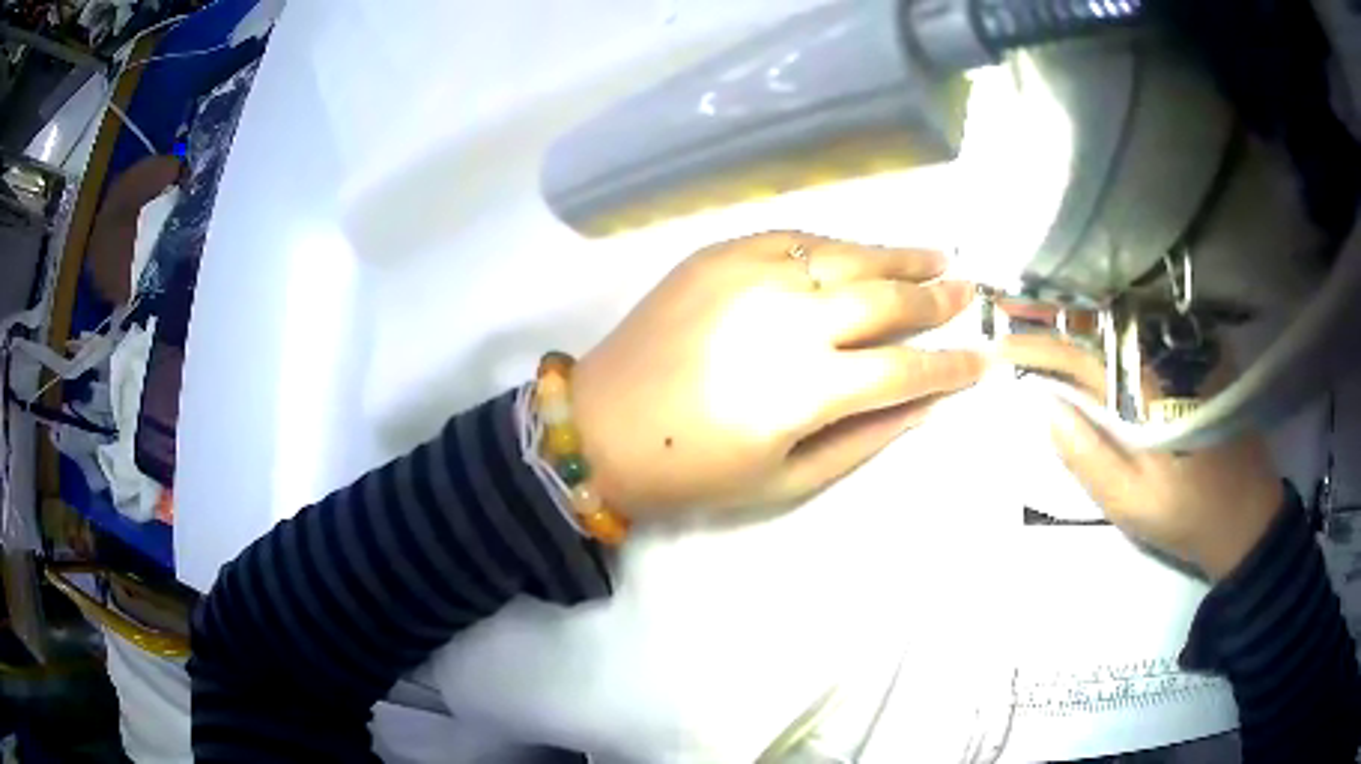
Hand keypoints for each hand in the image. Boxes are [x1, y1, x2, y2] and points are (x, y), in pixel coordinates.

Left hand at [573, 231, 983, 520]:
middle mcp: (790, 318)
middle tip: (967, 292)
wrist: (599, 425)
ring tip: (936, 256)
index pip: (906, 369)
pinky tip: (860, 250)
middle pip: (886, 298)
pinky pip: (796, 238)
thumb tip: (925, 405)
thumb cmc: (691, 471)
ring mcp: (753, 274)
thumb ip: (863, 438)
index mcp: (808, 388)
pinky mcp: (721, 253)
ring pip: (847, 255)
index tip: (983, 359)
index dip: (951, 366)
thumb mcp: (785, 480)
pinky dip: (837, 245)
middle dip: (935, 298)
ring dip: (898, 256)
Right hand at [1000, 334, 1284, 578]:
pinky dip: (1114, 322)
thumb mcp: (1131, 503)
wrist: (1246, 516)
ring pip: (1125, 319)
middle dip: (1053, 314)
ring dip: (1080, 313)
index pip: (1082, 356)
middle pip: (1102, 322)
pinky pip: (1148, 329)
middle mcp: (1168, 356)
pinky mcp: (1199, 359)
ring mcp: (1187, 353)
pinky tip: (1093, 323)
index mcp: (1150, 390)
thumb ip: (1088, 456)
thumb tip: (1044, 408)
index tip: (999, 345)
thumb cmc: (1187, 515)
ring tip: (1041, 310)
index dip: (1038, 348)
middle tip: (1011, 309)